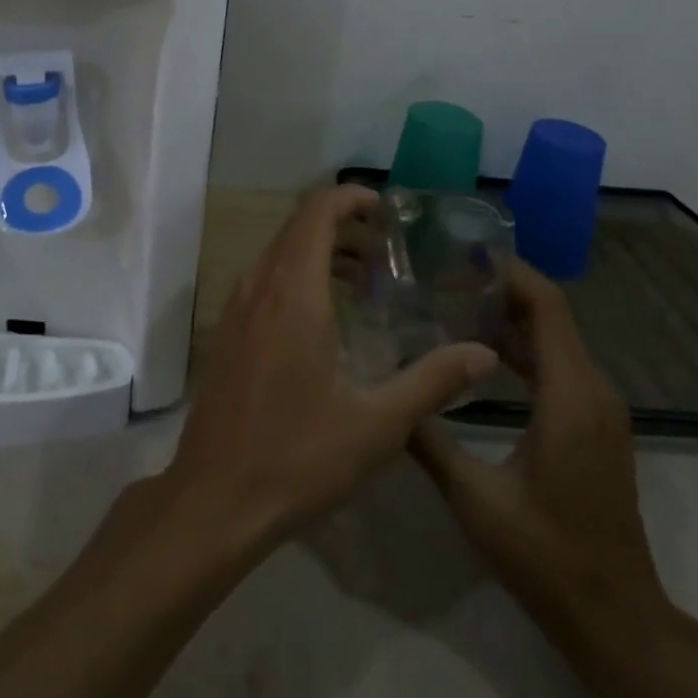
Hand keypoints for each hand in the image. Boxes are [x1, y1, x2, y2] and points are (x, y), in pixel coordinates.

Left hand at [162, 184, 499, 559]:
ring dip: (321, 250)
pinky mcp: (226, 329)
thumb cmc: (297, 457)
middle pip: (299, 225)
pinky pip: (265, 277)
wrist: (213, 500)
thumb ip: (432, 381)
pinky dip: (298, 273)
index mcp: (294, 291)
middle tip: (387, 252)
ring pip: (280, 250)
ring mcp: (236, 305)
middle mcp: (259, 284)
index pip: (316, 210)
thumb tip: (483, 354)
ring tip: (365, 282)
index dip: (350, 197)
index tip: (386, 209)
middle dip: (344, 225)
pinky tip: (325, 318)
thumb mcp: (377, 424)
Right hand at [410, 257, 662, 624]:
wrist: (615, 618)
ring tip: (455, 305)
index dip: (509, 271)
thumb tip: (389, 392)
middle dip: (501, 288)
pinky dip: (524, 349)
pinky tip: (483, 354)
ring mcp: (600, 409)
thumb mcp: (476, 499)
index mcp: (570, 395)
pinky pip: (560, 366)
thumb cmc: (546, 554)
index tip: (462, 253)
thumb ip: (429, 439)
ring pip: (556, 340)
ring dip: (511, 318)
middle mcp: (593, 390)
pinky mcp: (595, 425)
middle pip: (551, 315)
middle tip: (444, 276)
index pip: (547, 306)